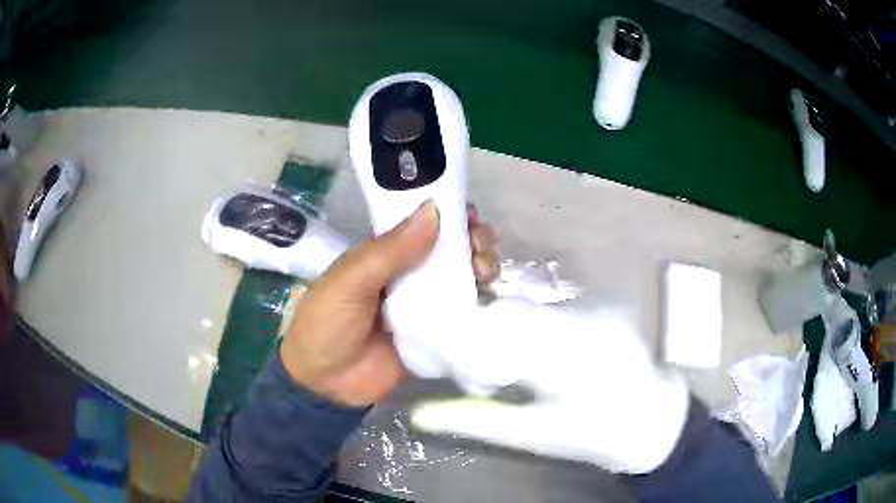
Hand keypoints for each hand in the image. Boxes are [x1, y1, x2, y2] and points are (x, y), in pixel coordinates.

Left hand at [280, 201, 498, 406]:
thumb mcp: (351, 280)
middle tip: (481, 249)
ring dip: (483, 268)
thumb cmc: (327, 323)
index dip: (451, 217)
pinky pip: (465, 316)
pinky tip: (491, 298)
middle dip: (474, 242)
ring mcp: (426, 307)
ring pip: (464, 279)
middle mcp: (411, 275)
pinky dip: (483, 304)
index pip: (426, 226)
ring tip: (485, 272)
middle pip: (453, 250)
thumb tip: (434, 209)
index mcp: (387, 255)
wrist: (324, 383)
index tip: (471, 217)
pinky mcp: (437, 336)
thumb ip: (391, 250)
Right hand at [411, 299, 690, 473]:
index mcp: (569, 354)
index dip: (461, 340)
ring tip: (506, 372)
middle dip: (479, 338)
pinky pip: (549, 311)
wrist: (655, 418)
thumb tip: (421, 414)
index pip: (496, 328)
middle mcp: (584, 318)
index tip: (443, 361)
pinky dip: (528, 331)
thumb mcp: (536, 435)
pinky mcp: (602, 305)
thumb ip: (477, 421)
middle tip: (473, 374)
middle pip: (509, 313)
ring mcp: (597, 307)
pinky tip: (534, 359)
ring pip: (527, 309)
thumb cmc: (599, 436)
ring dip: (504, 335)